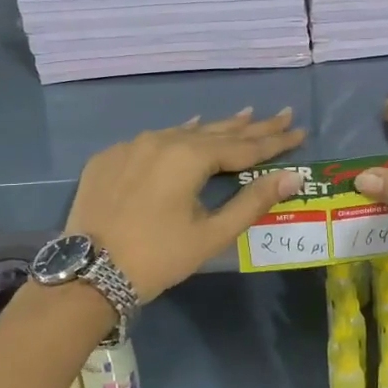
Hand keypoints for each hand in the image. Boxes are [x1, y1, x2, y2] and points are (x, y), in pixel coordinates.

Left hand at [66, 108, 306, 302]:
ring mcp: (132, 146)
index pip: (244, 146)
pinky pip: (153, 140)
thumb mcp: (211, 234)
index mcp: (189, 157)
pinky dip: (178, 136)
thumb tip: (293, 177)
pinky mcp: (109, 158)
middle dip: (252, 126)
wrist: (88, 273)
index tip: (300, 130)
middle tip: (281, 114)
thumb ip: (253, 201)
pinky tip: (187, 131)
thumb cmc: (158, 257)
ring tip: (243, 116)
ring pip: (184, 132)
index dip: (275, 141)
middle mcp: (162, 140)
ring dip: (216, 128)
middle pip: (217, 132)